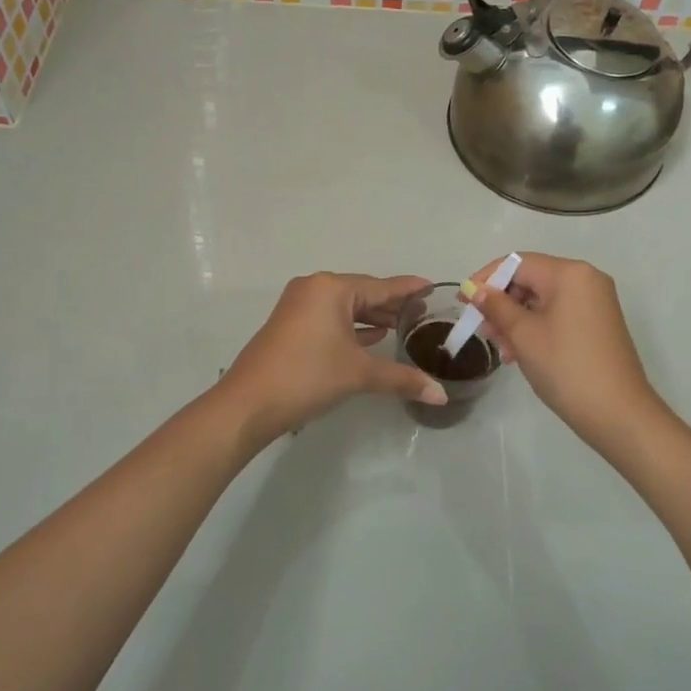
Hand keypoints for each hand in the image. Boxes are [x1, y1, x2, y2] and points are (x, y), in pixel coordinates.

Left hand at [219, 272, 447, 446]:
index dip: (409, 289)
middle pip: (363, 293)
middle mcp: (314, 288)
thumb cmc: (308, 376)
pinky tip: (371, 337)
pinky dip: (351, 326)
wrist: (248, 404)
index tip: (433, 286)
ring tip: (401, 327)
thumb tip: (441, 396)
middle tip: (423, 313)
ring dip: (371, 317)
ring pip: (345, 307)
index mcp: (332, 289)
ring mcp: (298, 306)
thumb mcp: (359, 374)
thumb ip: (402, 379)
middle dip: (391, 304)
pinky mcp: (289, 325)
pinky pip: (329, 317)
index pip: (381, 286)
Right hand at [464, 253, 665, 449]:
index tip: (462, 301)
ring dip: (515, 319)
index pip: (517, 263)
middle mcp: (586, 279)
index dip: (486, 279)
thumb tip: (476, 289)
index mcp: (569, 273)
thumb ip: (496, 306)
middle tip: (480, 329)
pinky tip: (519, 353)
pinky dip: (535, 328)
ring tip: (500, 348)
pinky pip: (558, 314)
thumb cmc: (566, 367)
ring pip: (542, 300)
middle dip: (501, 303)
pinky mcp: (598, 324)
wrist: (618, 414)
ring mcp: (595, 302)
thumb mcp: (523, 334)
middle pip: (530, 280)